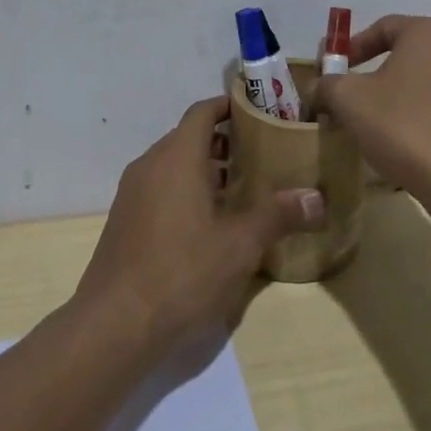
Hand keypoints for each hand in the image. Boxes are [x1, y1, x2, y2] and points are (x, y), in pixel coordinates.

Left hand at [75, 96, 323, 351]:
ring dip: (206, 169)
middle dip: (224, 142)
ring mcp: (133, 194)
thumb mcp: (240, 245)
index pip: (203, 112)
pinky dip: (186, 191)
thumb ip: (277, 215)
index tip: (260, 112)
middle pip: (189, 137)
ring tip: (243, 189)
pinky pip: (161, 189)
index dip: (230, 106)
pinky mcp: (125, 221)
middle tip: (262, 154)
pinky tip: (211, 223)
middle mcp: (150, 165)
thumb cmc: (182, 272)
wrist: (115, 323)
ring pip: (174, 166)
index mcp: (176, 157)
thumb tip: (316, 198)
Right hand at [313, 15, 430, 197]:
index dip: (353, 46)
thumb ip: (328, 86)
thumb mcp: (350, 100)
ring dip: (398, 101)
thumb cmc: (404, 125)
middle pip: (407, 57)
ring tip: (376, 129)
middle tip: (351, 100)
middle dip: (375, 77)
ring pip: (425, 87)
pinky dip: (421, 123)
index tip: (335, 70)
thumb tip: (319, 88)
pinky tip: (406, 149)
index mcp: (430, 34)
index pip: (384, 27)